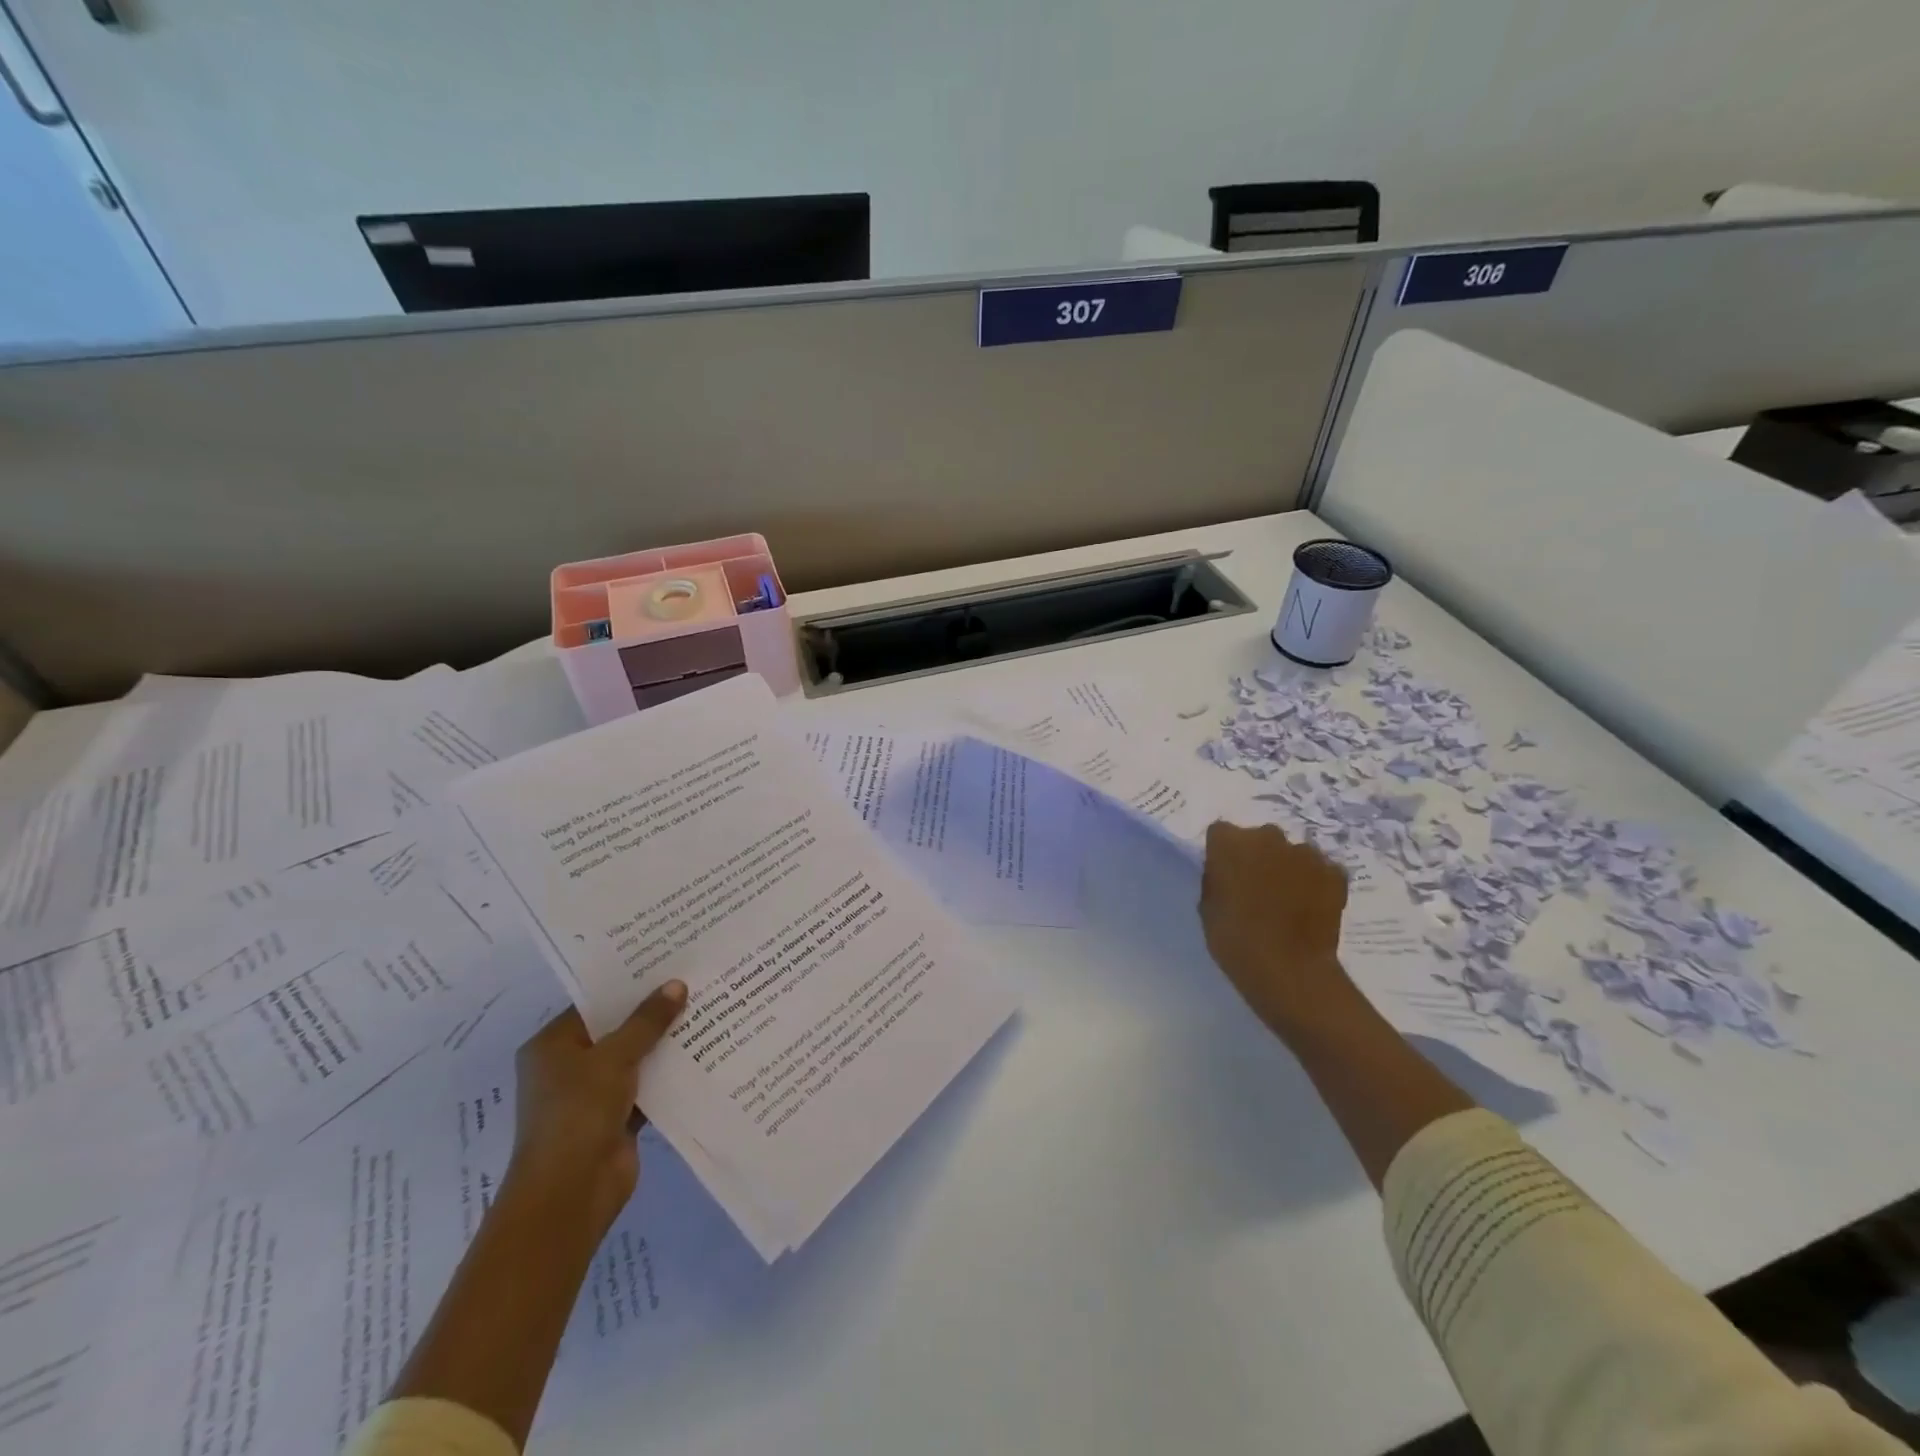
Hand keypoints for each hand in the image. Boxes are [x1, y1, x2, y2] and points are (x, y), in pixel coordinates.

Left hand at [505, 981, 687, 1236]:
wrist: (570, 1193)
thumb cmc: (578, 1113)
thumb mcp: (614, 1058)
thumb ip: (647, 1021)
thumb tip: (677, 985)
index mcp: (553, 1045)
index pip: (595, 1003)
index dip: (629, 983)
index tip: (667, 961)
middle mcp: (569, 1066)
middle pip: (618, 1029)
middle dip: (653, 1011)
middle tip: (695, 979)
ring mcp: (594, 1094)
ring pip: (636, 1057)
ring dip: (665, 1042)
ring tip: (707, 1007)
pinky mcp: (618, 1117)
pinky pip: (648, 1085)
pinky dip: (670, 1073)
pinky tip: (705, 1051)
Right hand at [1199, 822, 1356, 1037]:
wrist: (1289, 970)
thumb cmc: (1235, 939)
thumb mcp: (1208, 907)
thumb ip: (1217, 880)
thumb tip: (1227, 873)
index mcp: (1229, 842)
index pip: (1221, 833)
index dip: (1223, 853)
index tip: (1225, 874)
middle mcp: (1268, 836)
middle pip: (1259, 838)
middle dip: (1258, 856)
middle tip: (1257, 887)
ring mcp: (1305, 853)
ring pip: (1292, 853)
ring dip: (1288, 868)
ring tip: (1288, 900)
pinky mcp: (1335, 872)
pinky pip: (1320, 870)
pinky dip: (1316, 882)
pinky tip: (1311, 907)